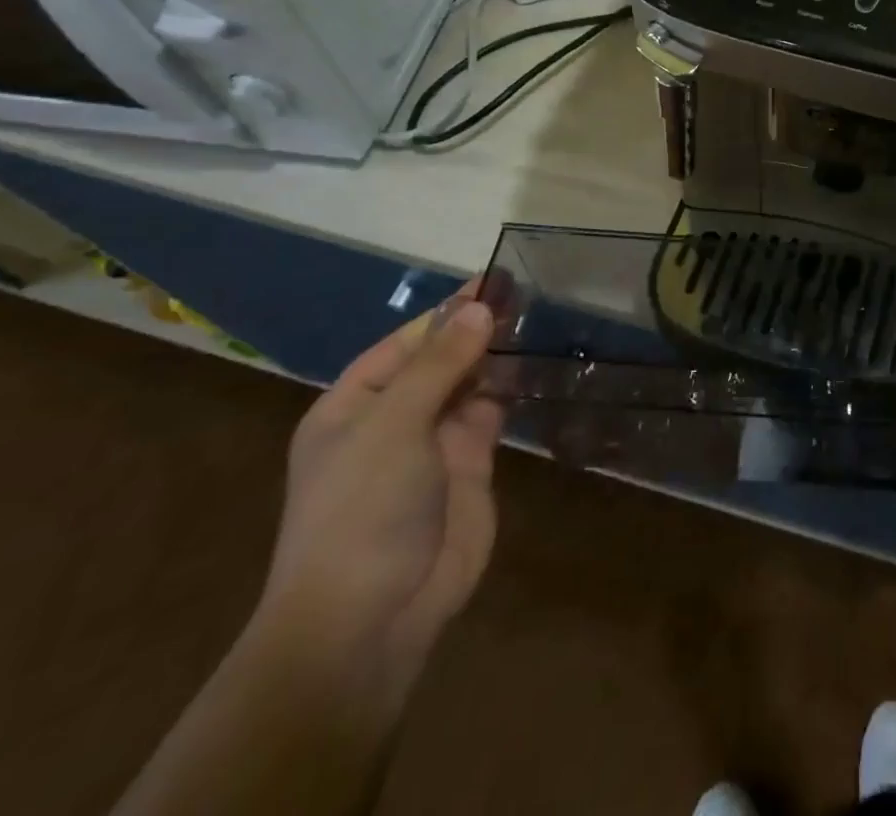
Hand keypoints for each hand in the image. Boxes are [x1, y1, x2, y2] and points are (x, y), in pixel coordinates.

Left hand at [257, 286, 503, 689]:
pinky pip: (492, 414)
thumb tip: (480, 307)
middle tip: (529, 294)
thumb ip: (440, 364)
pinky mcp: (471, 465)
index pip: (405, 343)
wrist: (373, 616)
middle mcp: (393, 419)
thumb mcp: (393, 425)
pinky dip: (512, 389)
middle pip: (440, 361)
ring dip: (498, 356)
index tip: (492, 279)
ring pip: (470, 384)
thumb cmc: (363, 508)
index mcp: (354, 406)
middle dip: (477, 330)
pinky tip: (537, 364)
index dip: (447, 311)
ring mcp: (434, 444)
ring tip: (540, 319)